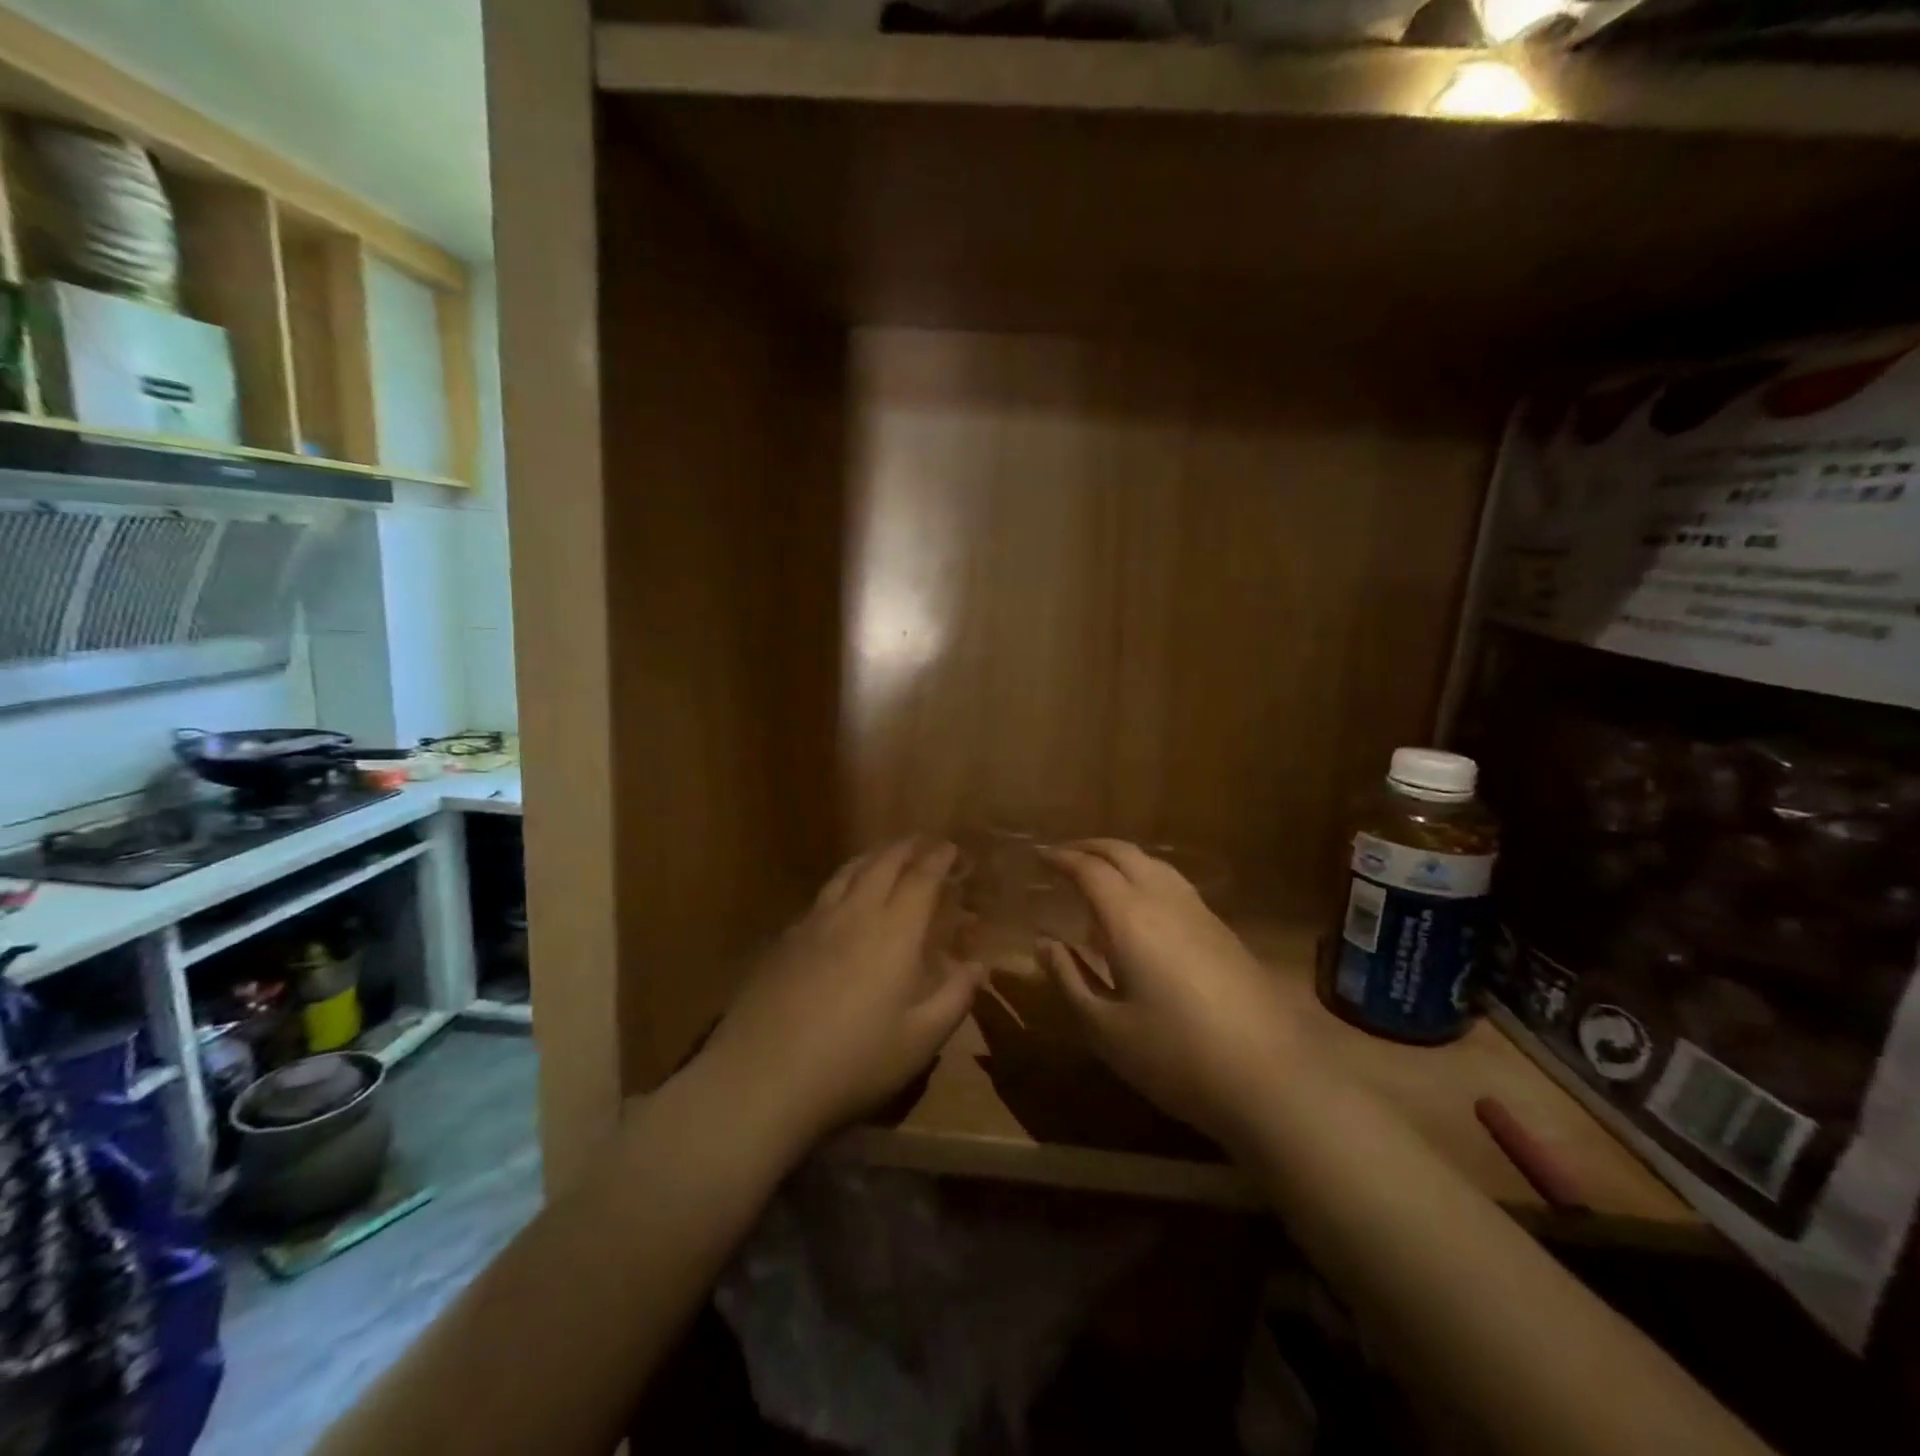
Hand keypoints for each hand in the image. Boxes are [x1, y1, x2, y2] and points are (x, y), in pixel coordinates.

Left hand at [700, 838, 984, 1149]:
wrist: (763, 1078)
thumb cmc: (854, 1062)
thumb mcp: (920, 1041)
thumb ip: (955, 997)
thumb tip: (977, 965)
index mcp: (894, 932)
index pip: (920, 878)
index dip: (938, 858)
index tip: (951, 848)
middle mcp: (854, 914)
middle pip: (882, 863)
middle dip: (906, 847)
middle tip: (922, 841)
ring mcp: (814, 923)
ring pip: (847, 872)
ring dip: (872, 856)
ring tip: (884, 854)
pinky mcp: (784, 939)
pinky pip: (822, 895)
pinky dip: (843, 881)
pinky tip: (841, 897)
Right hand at [1039, 839, 1297, 1148]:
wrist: (1271, 1076)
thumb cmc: (1176, 1055)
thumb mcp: (1105, 1029)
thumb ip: (1068, 979)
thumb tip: (1043, 943)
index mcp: (1129, 918)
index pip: (1089, 869)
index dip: (1061, 858)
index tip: (1039, 855)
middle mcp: (1164, 901)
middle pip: (1124, 853)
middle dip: (1090, 846)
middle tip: (1064, 854)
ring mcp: (1199, 913)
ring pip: (1154, 864)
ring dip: (1121, 858)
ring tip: (1100, 875)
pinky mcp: (1222, 931)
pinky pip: (1174, 884)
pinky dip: (1146, 877)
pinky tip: (1143, 909)